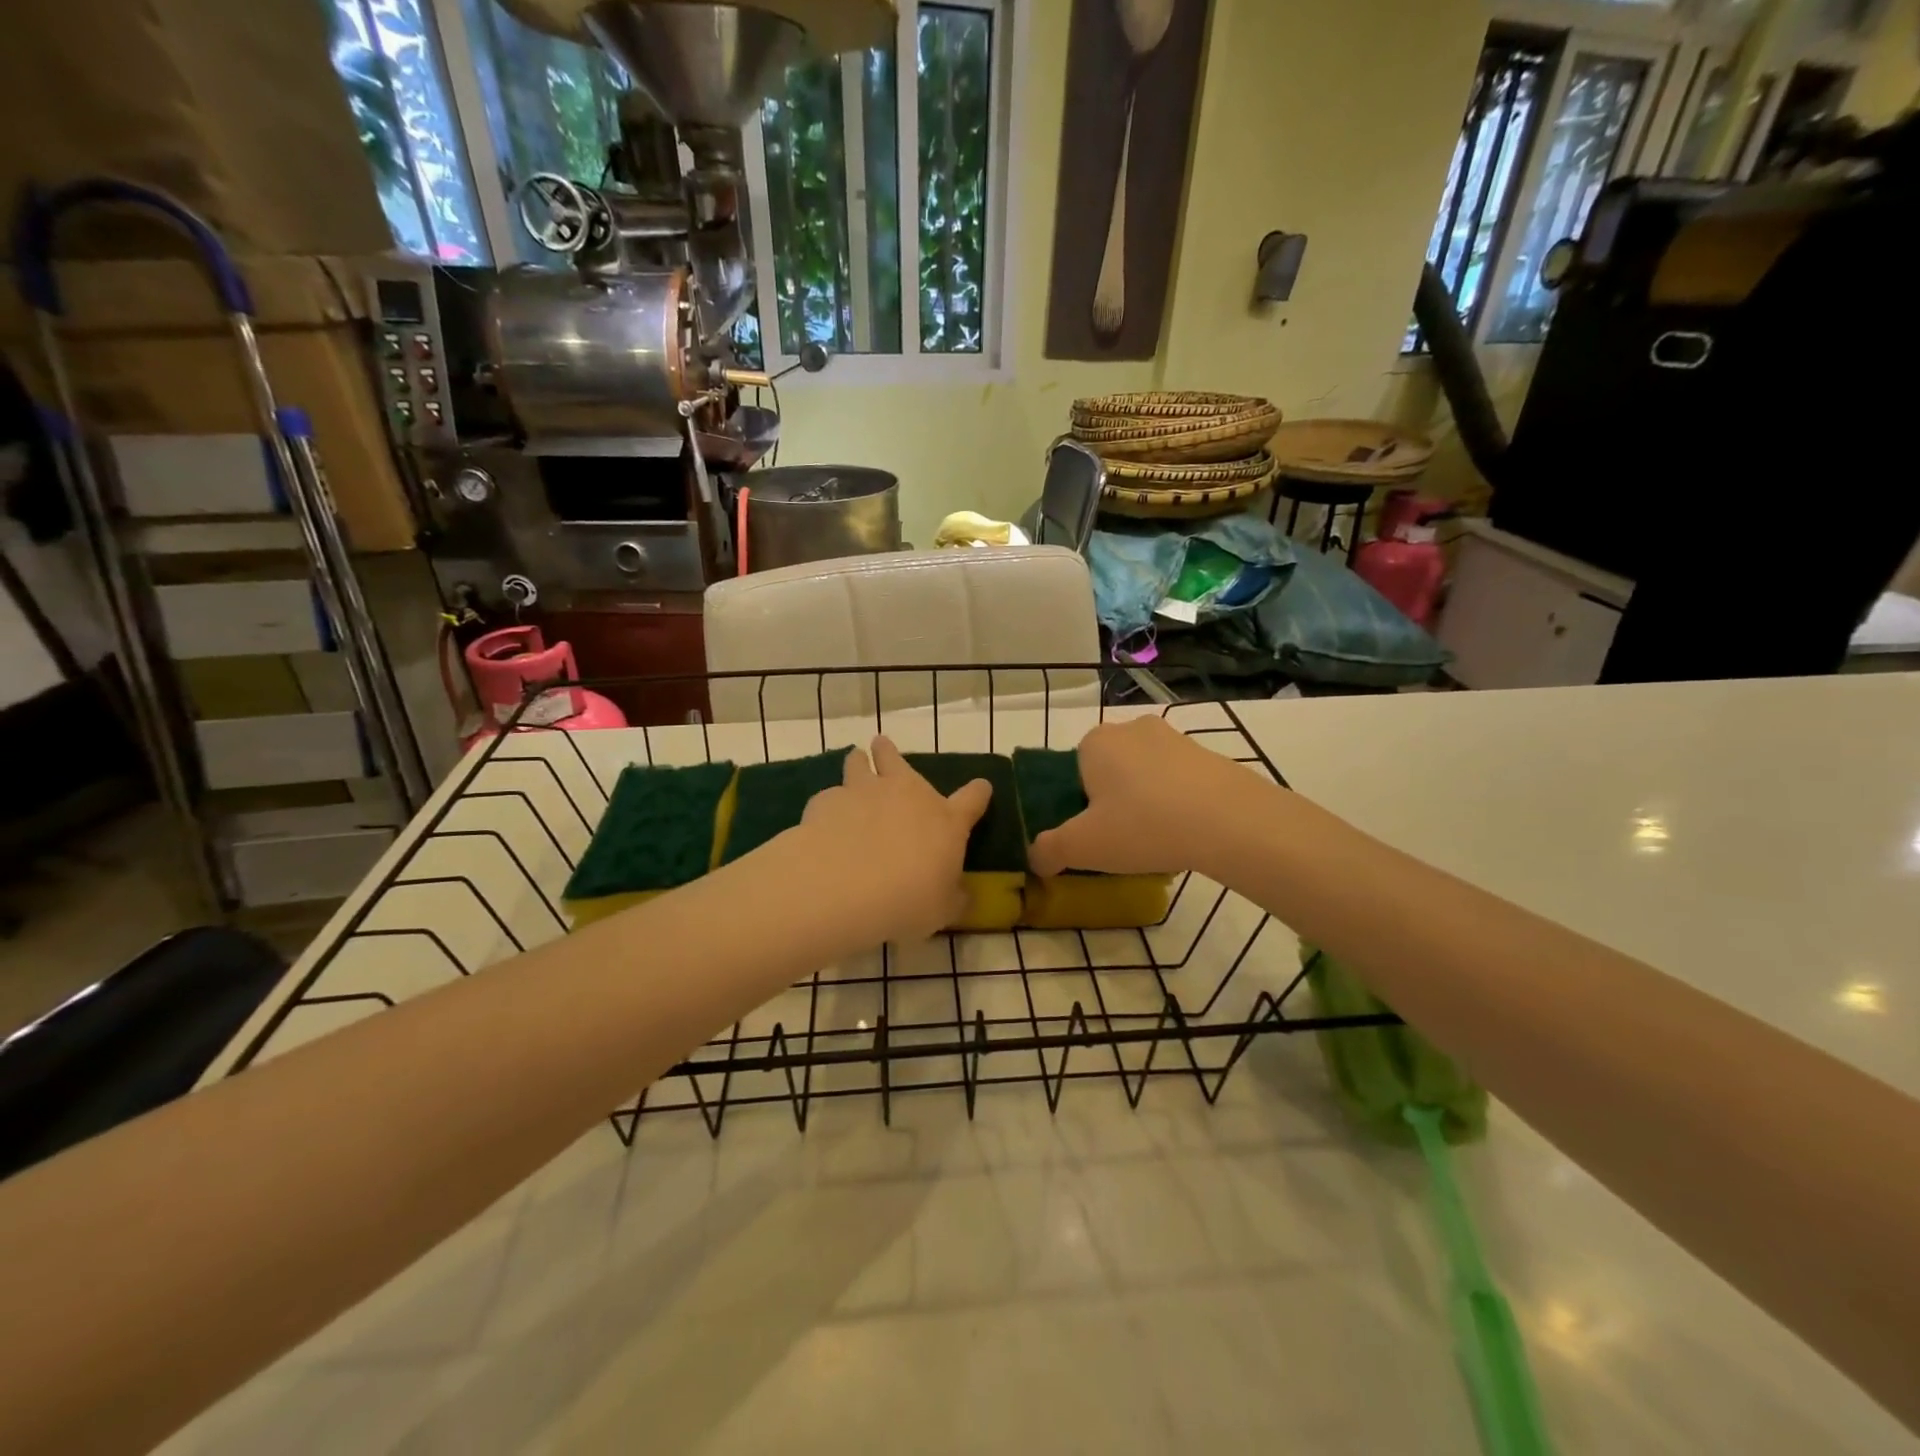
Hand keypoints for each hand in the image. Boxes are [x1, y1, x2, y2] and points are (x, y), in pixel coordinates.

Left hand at [795, 736, 991, 943]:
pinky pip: (829, 796)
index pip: (973, 799)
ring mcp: (864, 792)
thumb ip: (953, 898)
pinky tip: (825, 820)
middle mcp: (906, 795)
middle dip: (890, 753)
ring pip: (858, 763)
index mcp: (945, 820)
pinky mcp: (827, 801)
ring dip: (858, 762)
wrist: (844, 885)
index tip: (981, 788)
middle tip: (883, 747)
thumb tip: (962, 896)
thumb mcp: (941, 910)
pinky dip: (830, 805)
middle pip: (897, 760)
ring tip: (854, 761)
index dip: (979, 793)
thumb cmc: (906, 900)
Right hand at [1028, 714, 1275, 878]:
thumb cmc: (1143, 825)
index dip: (1078, 805)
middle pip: (1109, 770)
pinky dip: (1176, 803)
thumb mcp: (1083, 847)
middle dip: (1111, 801)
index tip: (1093, 834)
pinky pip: (1178, 780)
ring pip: (1145, 775)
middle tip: (1122, 840)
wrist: (1231, 821)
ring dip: (1145, 802)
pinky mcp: (1209, 754)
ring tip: (1156, 840)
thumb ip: (1048, 850)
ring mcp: (1174, 738)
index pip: (1072, 771)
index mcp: (1095, 742)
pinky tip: (1185, 833)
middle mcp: (1131, 728)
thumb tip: (1036, 857)